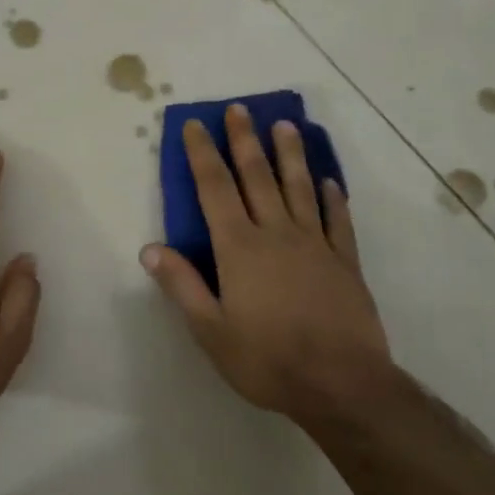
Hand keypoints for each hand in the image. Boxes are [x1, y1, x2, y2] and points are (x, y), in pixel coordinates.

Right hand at [142, 105, 391, 425]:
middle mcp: (276, 233)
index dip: (202, 154)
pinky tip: (330, 182)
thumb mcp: (211, 331)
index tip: (195, 125)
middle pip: (257, 176)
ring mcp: (315, 244)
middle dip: (244, 140)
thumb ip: (182, 286)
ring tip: (285, 125)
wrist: (342, 385)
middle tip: (239, 109)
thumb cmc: (268, 360)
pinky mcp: (345, 262)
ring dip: (290, 154)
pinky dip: (333, 198)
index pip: (215, 188)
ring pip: (300, 188)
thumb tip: (149, 248)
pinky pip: (338, 221)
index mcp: (239, 247)